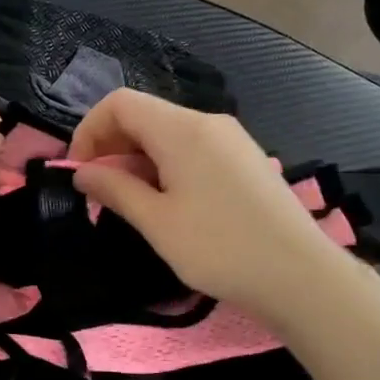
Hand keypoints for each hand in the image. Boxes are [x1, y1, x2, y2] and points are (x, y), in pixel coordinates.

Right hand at [69, 90, 349, 321]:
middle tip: (100, 193)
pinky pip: (193, 149)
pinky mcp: (245, 160)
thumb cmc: (220, 248)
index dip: (89, 131)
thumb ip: (115, 189)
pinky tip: (169, 204)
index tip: (79, 172)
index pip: (120, 104)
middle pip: (144, 115)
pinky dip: (167, 166)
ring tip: (132, 204)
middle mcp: (207, 122)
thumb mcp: (157, 223)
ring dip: (139, 159)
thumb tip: (82, 172)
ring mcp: (231, 139)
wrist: (300, 275)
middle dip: (112, 147)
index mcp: (181, 129)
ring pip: (169, 134)